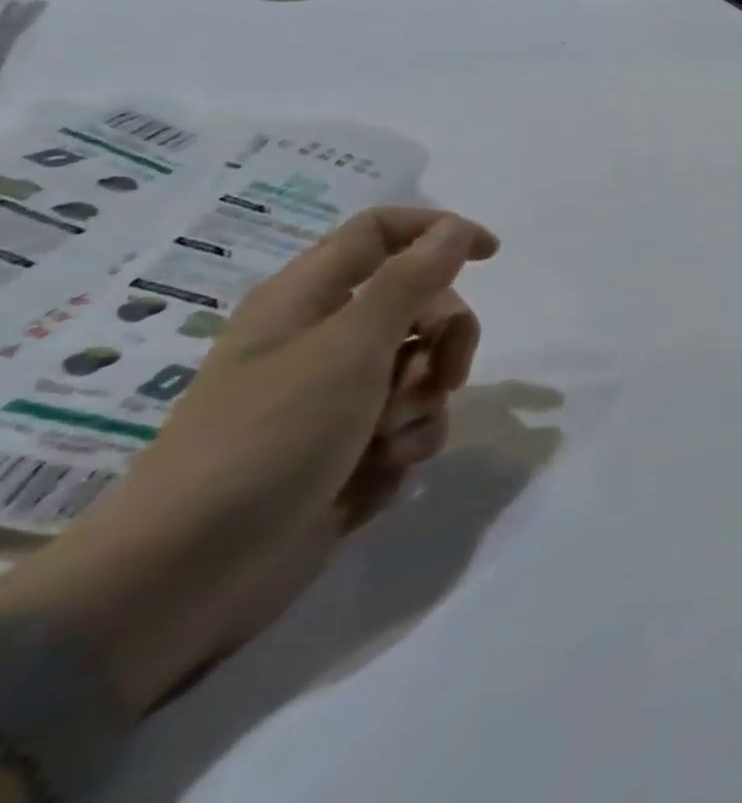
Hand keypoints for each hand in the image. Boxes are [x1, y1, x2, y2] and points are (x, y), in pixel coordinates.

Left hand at [0, 208, 498, 713]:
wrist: (189, 575)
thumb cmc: (269, 438)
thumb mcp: (351, 347)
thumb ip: (411, 280)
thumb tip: (455, 227)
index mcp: (307, 300)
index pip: (380, 232)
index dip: (438, 232)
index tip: (489, 255)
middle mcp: (323, 339)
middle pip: (420, 303)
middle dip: (447, 336)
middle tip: (447, 371)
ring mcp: (336, 396)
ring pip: (424, 367)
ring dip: (428, 398)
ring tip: (395, 436)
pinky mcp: (348, 446)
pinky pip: (411, 421)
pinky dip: (410, 440)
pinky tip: (384, 467)